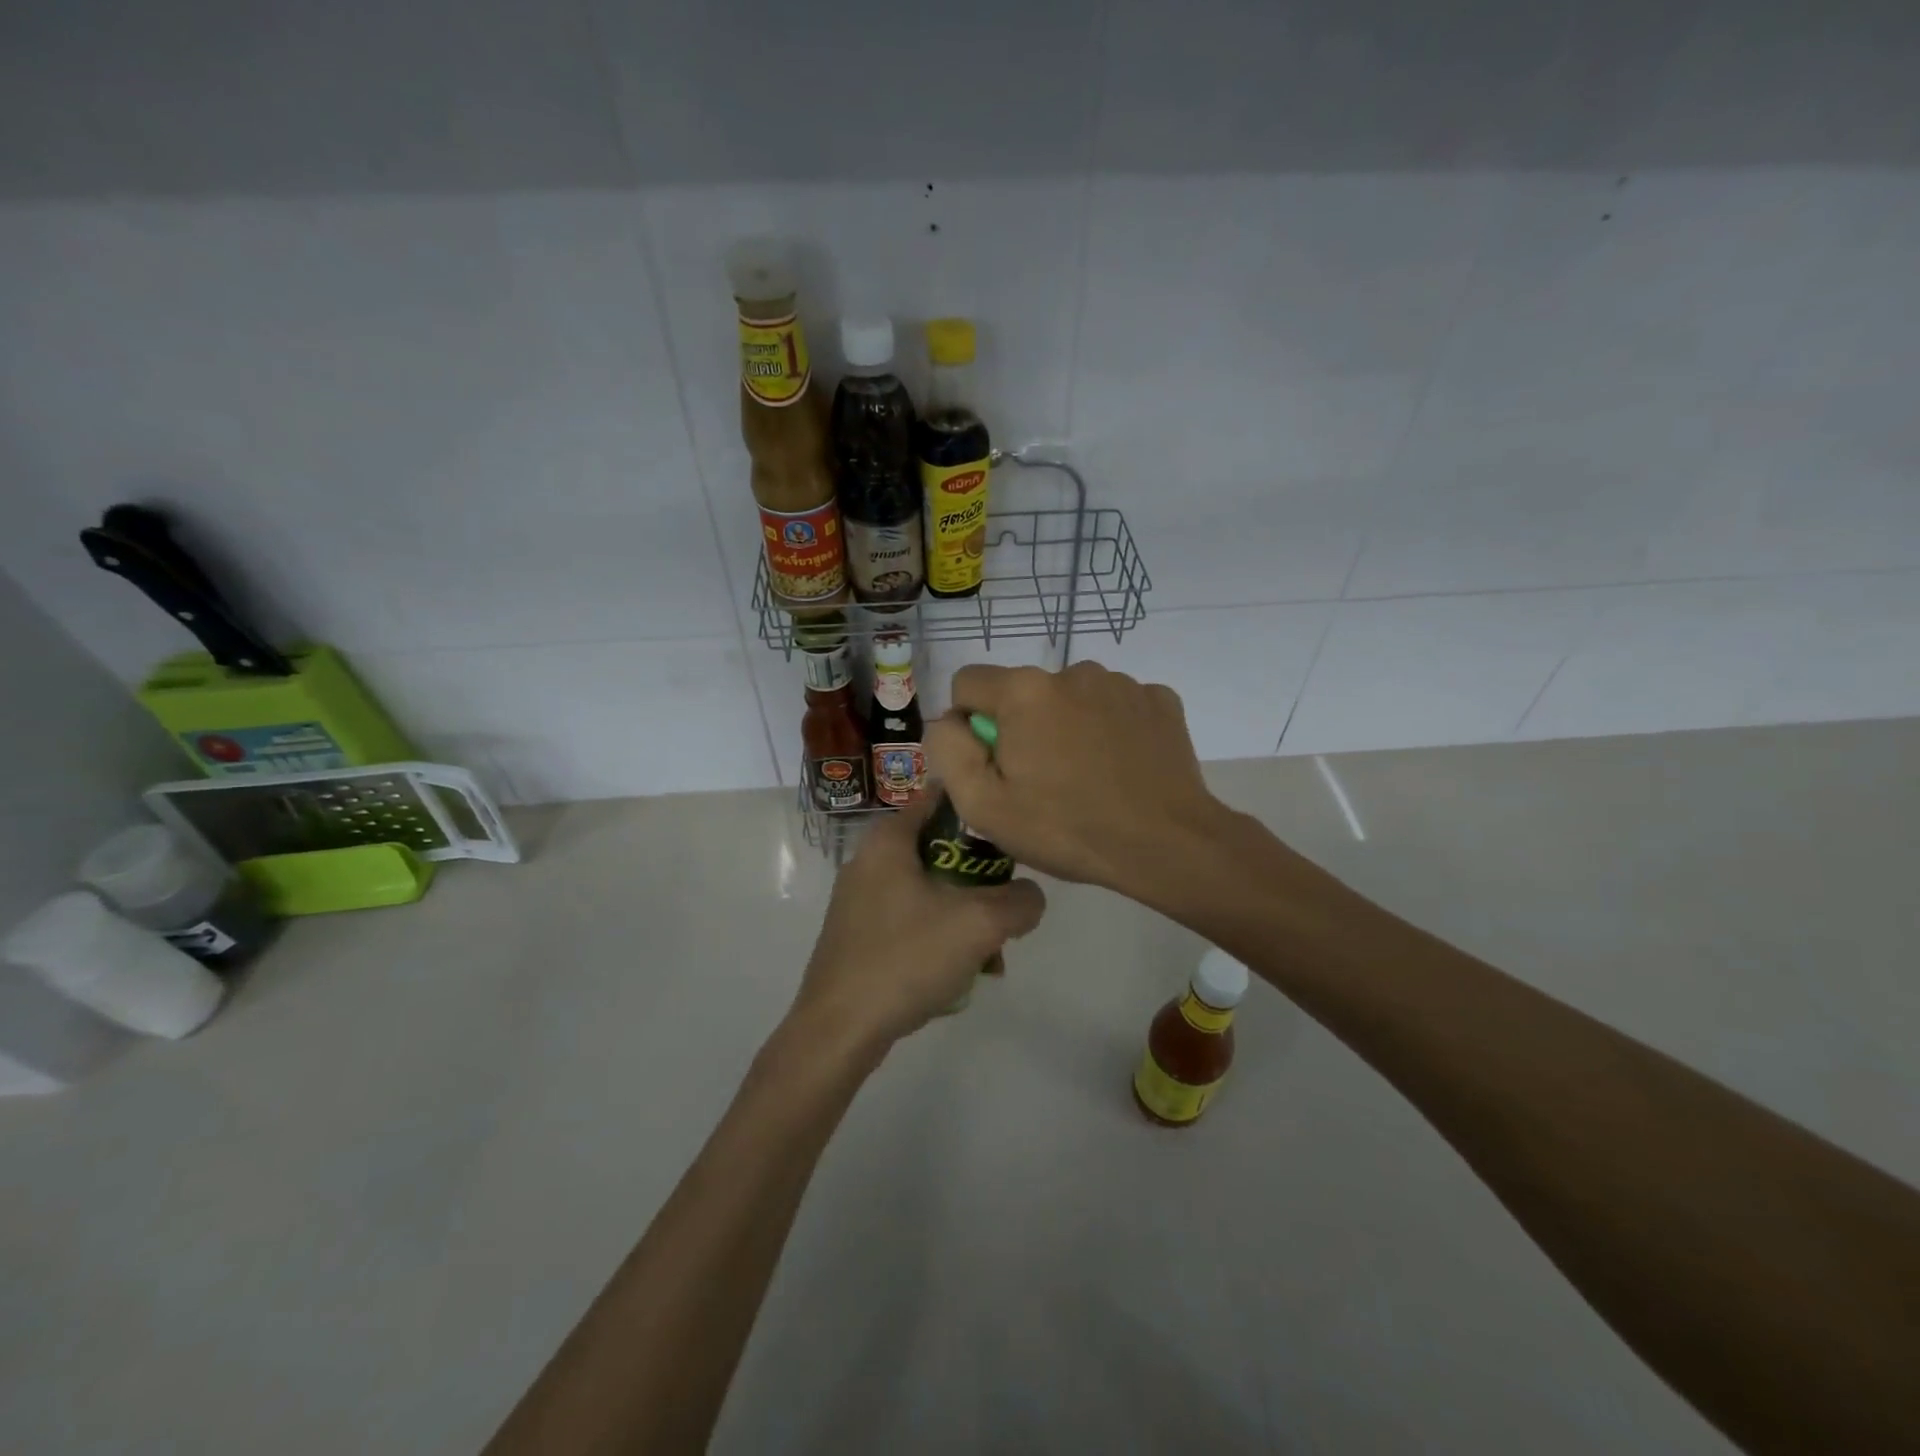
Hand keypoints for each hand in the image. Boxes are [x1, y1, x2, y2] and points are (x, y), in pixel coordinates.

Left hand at [793, 796, 1046, 1052]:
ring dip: (964, 915)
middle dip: (979, 878)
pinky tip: (960, 973)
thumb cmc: (905, 959)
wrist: (839, 1030)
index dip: (978, 807)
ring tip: (990, 954)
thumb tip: (1030, 897)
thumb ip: (1019, 901)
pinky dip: (939, 936)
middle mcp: (869, 860)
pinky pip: (912, 920)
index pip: (939, 797)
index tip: (1010, 830)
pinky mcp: (859, 935)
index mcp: (888, 840)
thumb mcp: (978, 925)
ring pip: (929, 890)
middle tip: (1005, 906)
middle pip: (940, 849)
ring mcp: (860, 900)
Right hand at [923, 662, 1230, 900]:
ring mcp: (1122, 682)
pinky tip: (1122, 768)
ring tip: (1087, 778)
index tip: (992, 765)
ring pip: (1071, 698)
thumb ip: (948, 751)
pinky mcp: (1159, 699)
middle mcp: (1072, 671)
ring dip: (1067, 726)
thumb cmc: (1067, 829)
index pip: (968, 683)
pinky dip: (1110, 729)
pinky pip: (1115, 706)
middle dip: (1021, 728)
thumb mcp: (983, 805)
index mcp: (1024, 691)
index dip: (969, 724)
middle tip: (1041, 782)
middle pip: (1023, 693)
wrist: (1168, 844)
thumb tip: (948, 721)